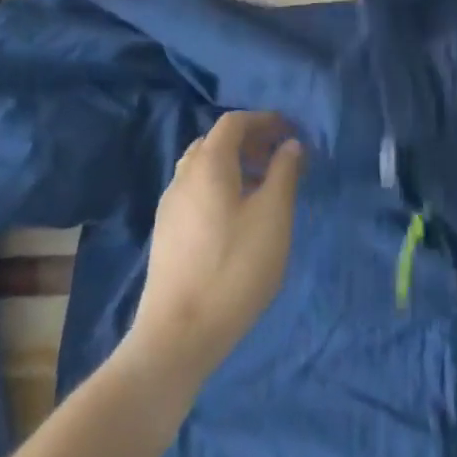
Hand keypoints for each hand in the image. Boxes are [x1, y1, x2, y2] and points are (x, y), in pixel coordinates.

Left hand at [127, 111, 304, 393]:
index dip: (264, 120)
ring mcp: (170, 206)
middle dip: (249, 142)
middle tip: (279, 158)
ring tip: (262, 189)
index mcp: (208, 163)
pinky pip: (195, 192)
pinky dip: (219, 188)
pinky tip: (237, 219)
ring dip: (234, 166)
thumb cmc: (234, 268)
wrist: (177, 336)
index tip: (290, 131)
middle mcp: (183, 176)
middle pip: (216, 142)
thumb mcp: (273, 216)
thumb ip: (284, 173)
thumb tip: (289, 144)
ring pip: (203, 168)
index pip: (234, 122)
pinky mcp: (166, 234)